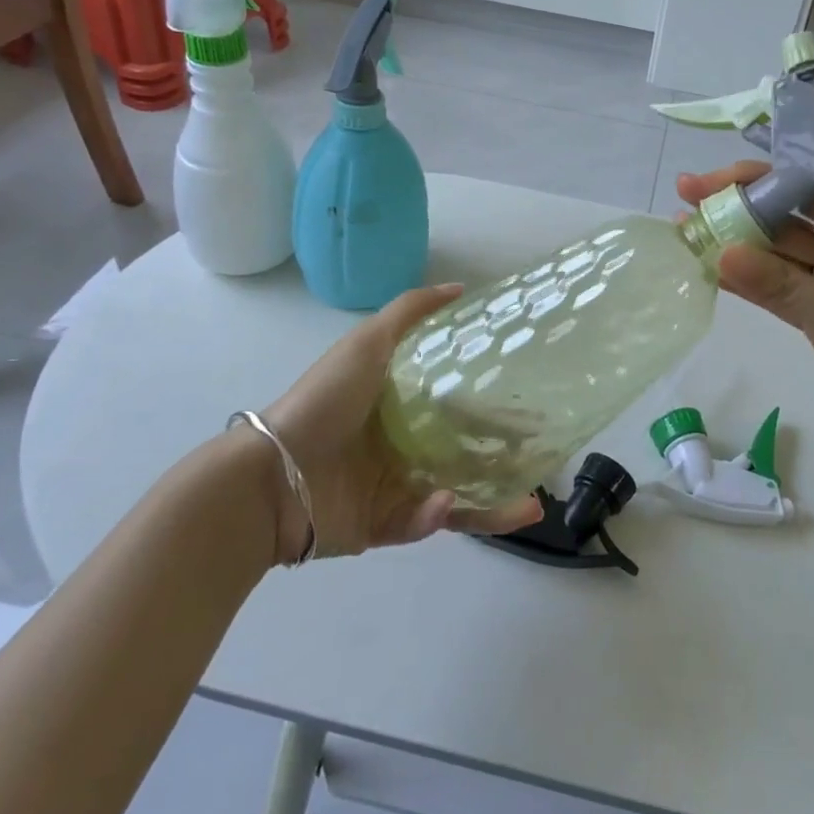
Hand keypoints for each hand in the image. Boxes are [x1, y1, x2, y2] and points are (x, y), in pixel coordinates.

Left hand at [257, 284, 541, 560]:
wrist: (272, 474)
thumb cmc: (325, 401)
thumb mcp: (368, 341)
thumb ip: (411, 311)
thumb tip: (461, 288)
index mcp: (402, 404)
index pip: (459, 403)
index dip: (495, 404)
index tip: (531, 401)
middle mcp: (404, 444)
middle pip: (466, 451)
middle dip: (505, 459)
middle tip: (542, 460)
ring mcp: (395, 486)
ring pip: (458, 494)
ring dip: (494, 503)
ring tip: (530, 505)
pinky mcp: (385, 525)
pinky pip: (423, 522)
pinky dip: (438, 514)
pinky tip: (445, 502)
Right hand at [678, 164, 813, 471]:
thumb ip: (782, 287)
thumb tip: (722, 255)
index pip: (800, 194)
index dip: (751, 185)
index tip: (704, 185)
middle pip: (783, 224)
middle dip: (735, 214)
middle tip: (682, 205)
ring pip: (776, 260)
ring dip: (735, 250)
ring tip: (686, 237)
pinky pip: (780, 295)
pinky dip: (749, 287)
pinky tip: (713, 274)